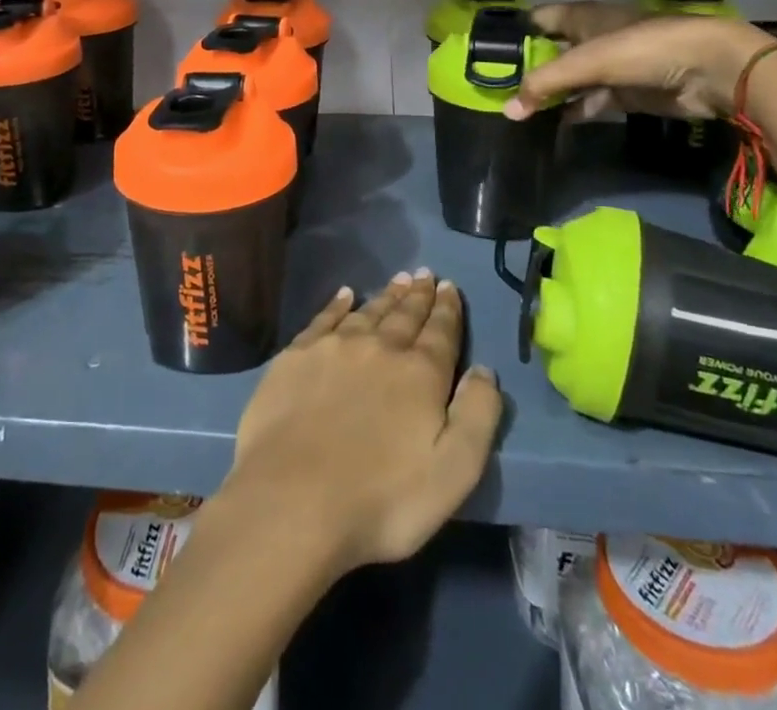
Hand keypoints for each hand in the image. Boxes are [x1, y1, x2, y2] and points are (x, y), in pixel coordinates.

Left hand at [222, 273, 502, 577]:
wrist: (293, 501)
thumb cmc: (382, 499)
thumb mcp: (453, 473)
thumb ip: (477, 416)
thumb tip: (484, 370)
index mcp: (420, 373)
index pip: (441, 331)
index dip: (448, 309)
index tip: (450, 286)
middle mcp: (379, 347)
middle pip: (405, 314)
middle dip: (418, 295)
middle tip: (425, 274)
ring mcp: (334, 347)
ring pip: (368, 311)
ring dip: (386, 296)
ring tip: (398, 280)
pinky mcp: (296, 356)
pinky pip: (324, 318)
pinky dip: (337, 304)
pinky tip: (345, 295)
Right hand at [505, 6, 772, 120]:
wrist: (709, 70)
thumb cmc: (642, 49)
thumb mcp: (588, 62)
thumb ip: (546, 84)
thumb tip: (507, 110)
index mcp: (582, 17)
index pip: (539, 19)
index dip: (516, 33)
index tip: (488, 54)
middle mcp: (592, 38)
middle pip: (551, 52)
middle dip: (528, 69)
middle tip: (495, 91)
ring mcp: (610, 66)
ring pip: (570, 80)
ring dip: (549, 95)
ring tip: (517, 113)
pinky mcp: (625, 93)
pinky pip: (590, 102)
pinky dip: (573, 112)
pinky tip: (551, 125)